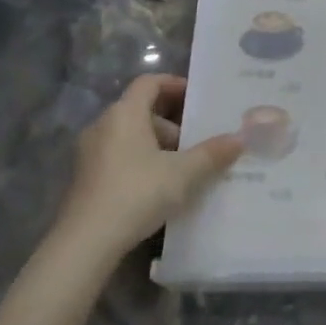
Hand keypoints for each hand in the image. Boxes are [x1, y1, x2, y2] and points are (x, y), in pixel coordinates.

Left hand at [51, 75, 242, 259]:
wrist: (86, 242)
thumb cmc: (137, 193)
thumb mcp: (183, 174)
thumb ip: (212, 154)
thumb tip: (240, 138)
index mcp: (125, 114)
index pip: (149, 82)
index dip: (175, 84)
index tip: (198, 97)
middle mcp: (103, 125)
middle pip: (141, 109)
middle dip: (172, 121)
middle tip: (198, 138)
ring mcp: (90, 152)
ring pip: (130, 134)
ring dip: (157, 143)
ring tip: (183, 165)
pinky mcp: (85, 177)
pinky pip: (119, 154)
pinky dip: (141, 159)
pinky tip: (160, 185)